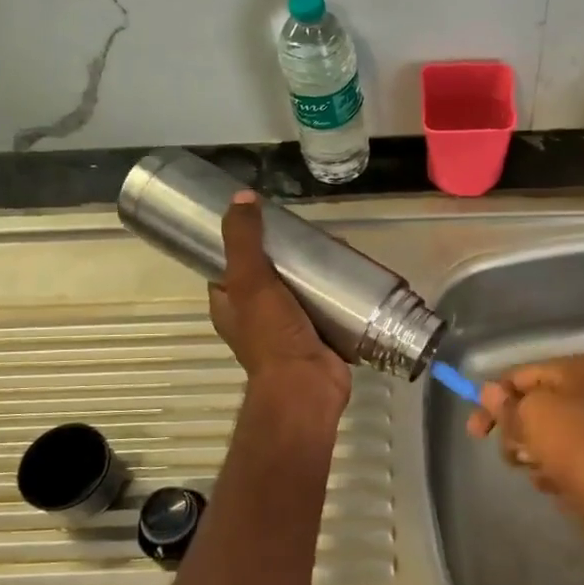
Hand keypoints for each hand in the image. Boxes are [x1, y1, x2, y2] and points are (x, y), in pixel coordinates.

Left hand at [209, 192, 350, 411]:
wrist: (306, 387)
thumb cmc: (272, 336)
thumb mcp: (249, 281)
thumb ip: (243, 240)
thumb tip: (242, 197)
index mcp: (230, 306)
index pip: (231, 266)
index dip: (245, 242)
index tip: (269, 221)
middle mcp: (256, 318)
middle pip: (271, 276)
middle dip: (291, 256)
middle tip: (313, 234)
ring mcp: (288, 330)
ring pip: (301, 292)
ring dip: (317, 273)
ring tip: (338, 248)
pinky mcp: (318, 338)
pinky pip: (326, 309)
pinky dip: (337, 294)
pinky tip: (353, 275)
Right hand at [468, 355, 583, 565]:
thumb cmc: (578, 448)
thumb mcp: (532, 416)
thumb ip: (506, 404)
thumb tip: (488, 391)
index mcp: (576, 370)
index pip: (518, 376)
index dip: (492, 401)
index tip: (474, 432)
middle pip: (529, 407)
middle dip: (515, 432)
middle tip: (515, 453)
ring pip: (541, 437)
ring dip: (531, 455)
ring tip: (542, 470)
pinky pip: (559, 460)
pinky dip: (551, 472)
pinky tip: (557, 484)